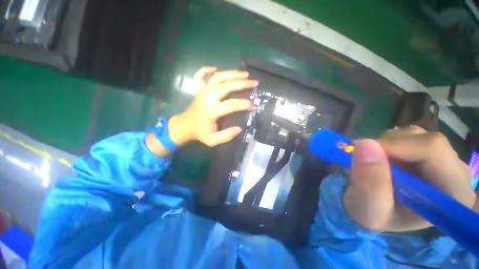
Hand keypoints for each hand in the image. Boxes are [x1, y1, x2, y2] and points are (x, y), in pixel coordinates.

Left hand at [169, 67, 257, 146]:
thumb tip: (239, 129)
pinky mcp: (199, 89)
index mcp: (211, 111)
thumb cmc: (200, 133)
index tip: (254, 106)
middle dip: (242, 83)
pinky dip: (207, 69)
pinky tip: (215, 68)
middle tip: (254, 83)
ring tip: (245, 74)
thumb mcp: (212, 140)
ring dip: (232, 73)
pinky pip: (201, 75)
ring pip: (218, 77)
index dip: (244, 104)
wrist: (184, 126)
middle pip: (227, 85)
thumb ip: (226, 136)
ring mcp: (203, 91)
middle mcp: (208, 97)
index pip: (231, 104)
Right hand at [343, 126, 475, 231]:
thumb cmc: (372, 216)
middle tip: (364, 159)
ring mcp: (444, 160)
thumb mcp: (367, 208)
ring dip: (386, 144)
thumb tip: (365, 144)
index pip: (434, 151)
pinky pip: (407, 135)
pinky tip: (381, 159)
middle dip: (389, 146)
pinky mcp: (428, 151)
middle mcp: (456, 173)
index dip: (397, 146)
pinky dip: (387, 142)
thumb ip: (370, 183)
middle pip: (427, 140)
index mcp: (453, 194)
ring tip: (373, 163)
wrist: (372, 210)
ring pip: (415, 134)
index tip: (364, 152)